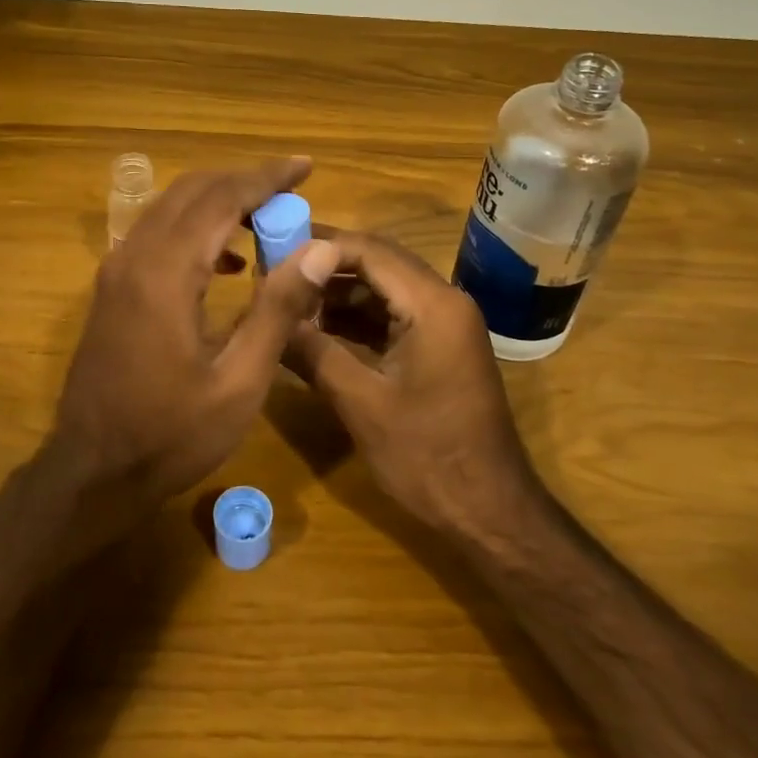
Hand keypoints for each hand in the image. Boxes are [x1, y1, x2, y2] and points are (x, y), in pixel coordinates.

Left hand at [48, 158, 339, 517]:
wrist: (92, 472)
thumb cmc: (171, 435)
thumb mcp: (239, 381)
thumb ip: (278, 309)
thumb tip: (320, 248)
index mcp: (166, 273)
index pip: (221, 198)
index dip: (267, 177)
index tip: (306, 166)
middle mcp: (134, 256)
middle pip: (192, 191)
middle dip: (244, 181)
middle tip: (292, 188)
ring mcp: (116, 271)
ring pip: (170, 208)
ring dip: (219, 201)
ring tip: (268, 218)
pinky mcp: (112, 289)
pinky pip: (156, 234)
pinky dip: (196, 228)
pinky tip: (227, 260)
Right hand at [286, 231, 543, 537]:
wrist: (488, 510)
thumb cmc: (427, 456)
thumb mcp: (361, 403)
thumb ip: (313, 352)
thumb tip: (269, 318)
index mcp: (433, 305)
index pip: (370, 251)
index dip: (319, 247)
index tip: (273, 251)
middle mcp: (444, 302)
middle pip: (377, 264)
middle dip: (325, 267)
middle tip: (273, 273)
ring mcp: (444, 325)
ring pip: (383, 291)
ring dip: (337, 295)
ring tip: (287, 303)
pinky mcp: (439, 348)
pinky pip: (393, 318)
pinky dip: (356, 321)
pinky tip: (316, 332)